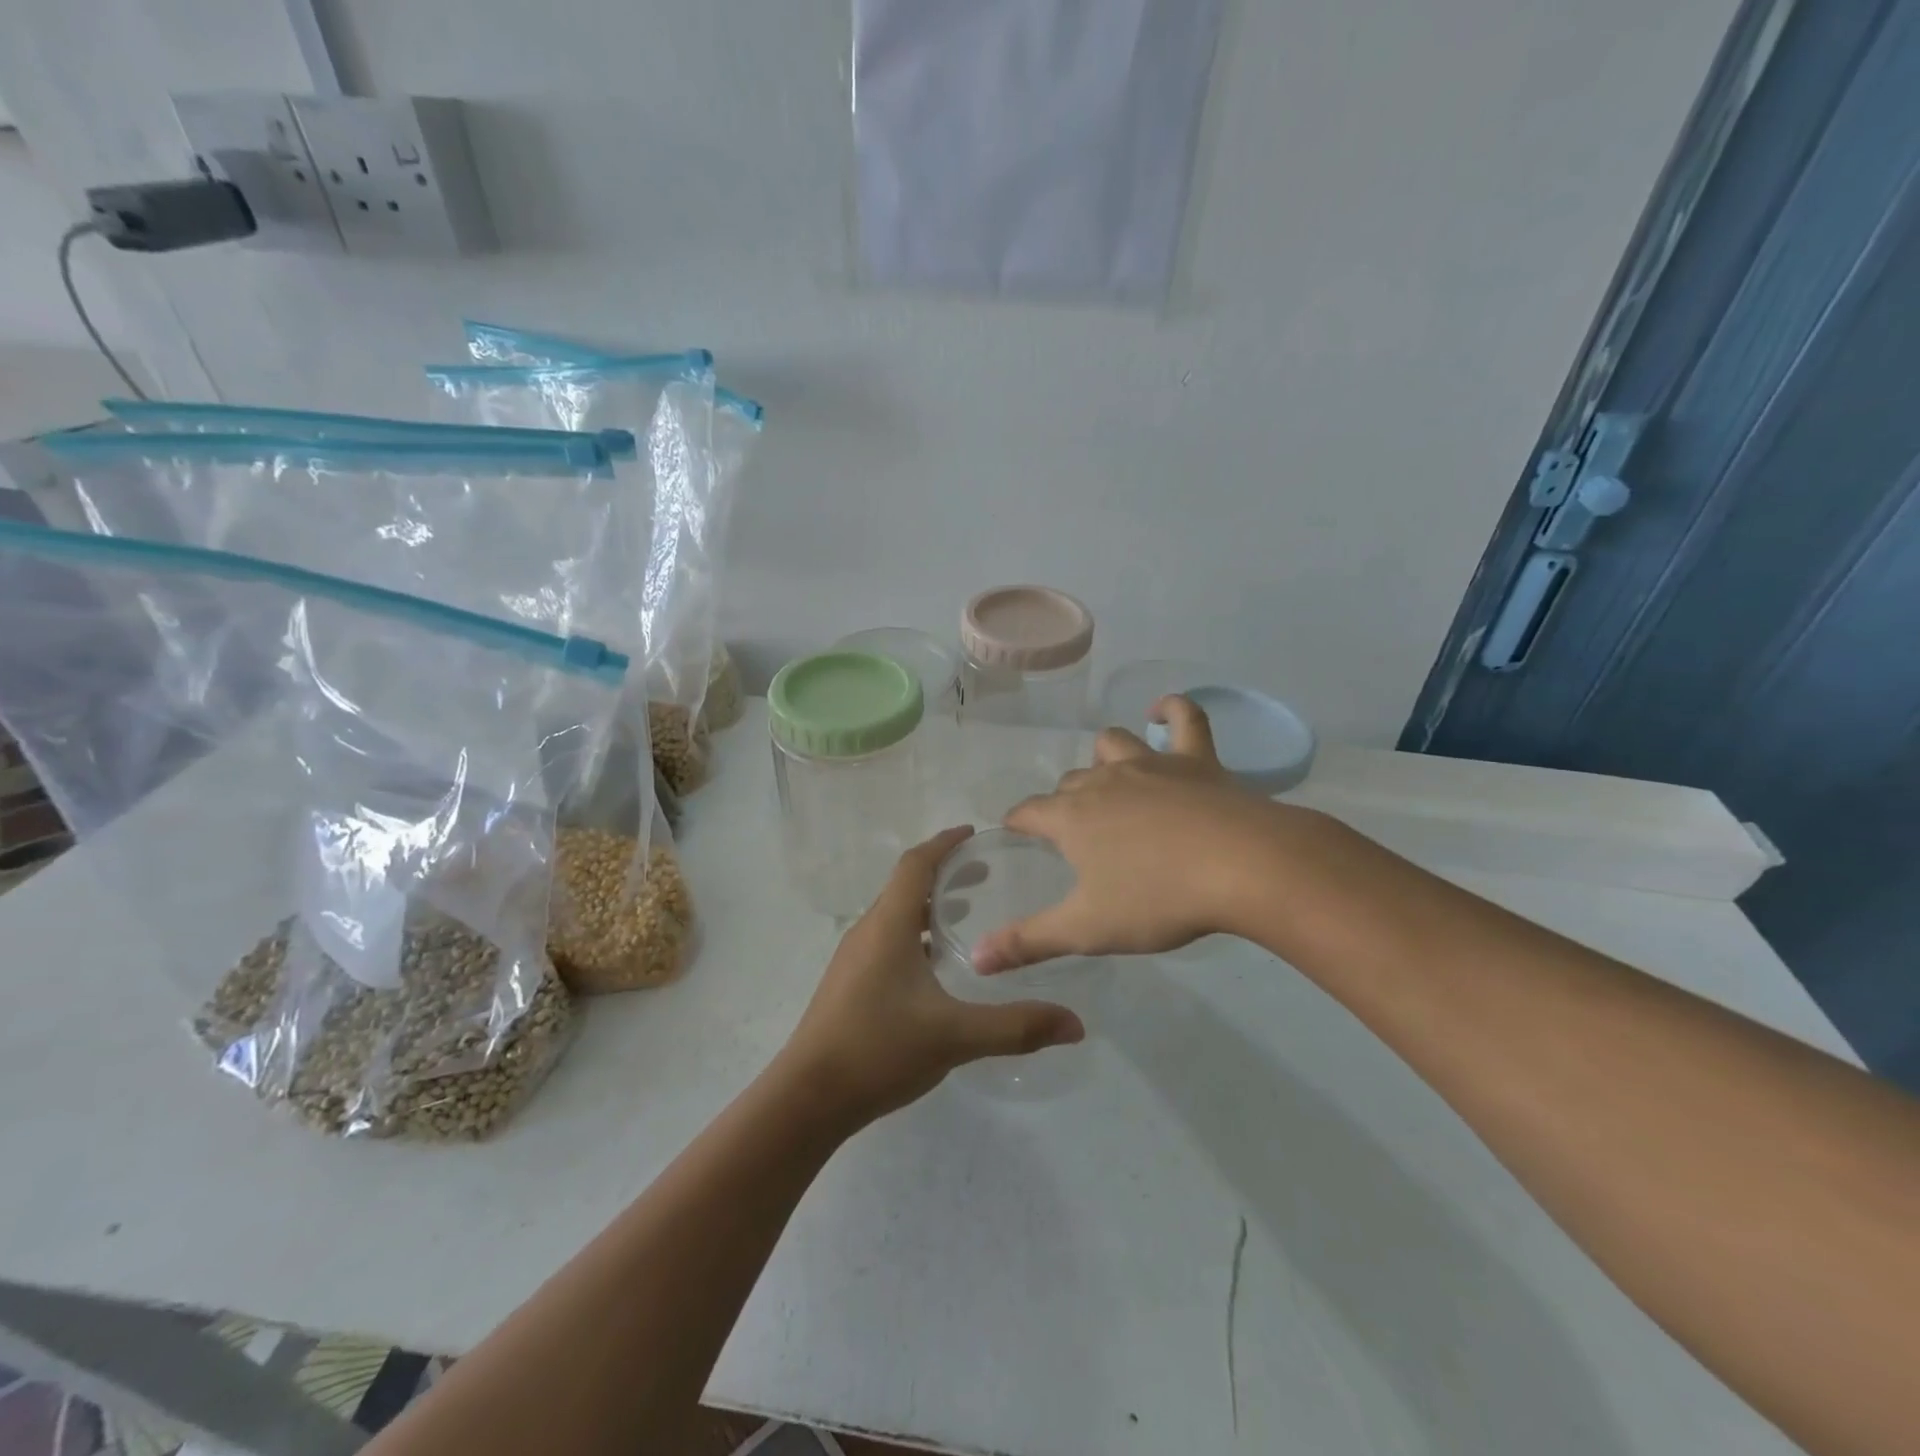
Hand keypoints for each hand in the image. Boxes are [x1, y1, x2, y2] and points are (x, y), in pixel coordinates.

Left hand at [780, 827, 1085, 1125]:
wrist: (807, 1098)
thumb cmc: (878, 1050)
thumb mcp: (954, 1036)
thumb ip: (1016, 1026)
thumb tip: (1075, 1024)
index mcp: (888, 925)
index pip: (915, 864)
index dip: (944, 843)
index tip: (973, 833)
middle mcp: (867, 932)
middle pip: (905, 885)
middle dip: (944, 873)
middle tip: (986, 876)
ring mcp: (854, 959)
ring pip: (895, 915)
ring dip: (929, 906)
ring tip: (967, 915)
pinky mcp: (849, 984)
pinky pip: (887, 940)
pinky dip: (915, 934)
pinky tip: (936, 967)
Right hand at [973, 695, 1294, 971]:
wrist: (1242, 867)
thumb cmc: (1158, 899)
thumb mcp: (1087, 929)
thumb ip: (1029, 942)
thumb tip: (973, 959)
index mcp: (1073, 817)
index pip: (1029, 811)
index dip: (1018, 820)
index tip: (1015, 830)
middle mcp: (1104, 780)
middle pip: (1071, 782)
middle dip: (1064, 801)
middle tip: (1076, 833)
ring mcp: (1151, 764)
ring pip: (1113, 745)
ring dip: (1104, 757)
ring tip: (1108, 777)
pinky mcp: (1196, 760)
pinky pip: (1185, 718)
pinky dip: (1172, 710)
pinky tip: (1162, 711)